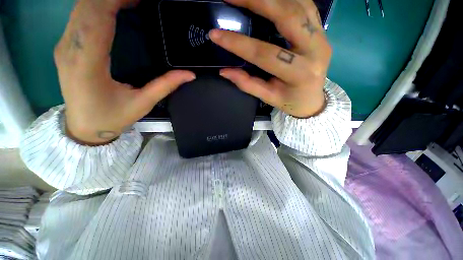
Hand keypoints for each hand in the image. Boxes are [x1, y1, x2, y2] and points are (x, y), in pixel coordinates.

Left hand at [54, 0, 194, 144]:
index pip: (97, 18)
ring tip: (129, 1)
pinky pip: (78, 18)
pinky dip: (96, 7)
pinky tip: (112, 8)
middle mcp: (69, 50)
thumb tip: (190, 74)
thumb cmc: (113, 117)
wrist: (85, 127)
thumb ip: (166, 85)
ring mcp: (64, 47)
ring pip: (80, 9)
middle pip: (86, 7)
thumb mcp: (143, 103)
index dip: (116, 1)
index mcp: (87, 65)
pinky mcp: (65, 47)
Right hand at [210, 0, 330, 117]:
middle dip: (257, 2)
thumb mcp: (268, 97)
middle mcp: (315, 51)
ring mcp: (322, 37)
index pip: (265, 54)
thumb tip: (225, 72)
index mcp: (299, 74)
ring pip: (299, 5)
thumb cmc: (290, 101)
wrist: (312, 100)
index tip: (216, 35)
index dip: (239, 44)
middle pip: (287, 17)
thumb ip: (248, 84)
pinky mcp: (322, 31)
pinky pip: (306, 5)